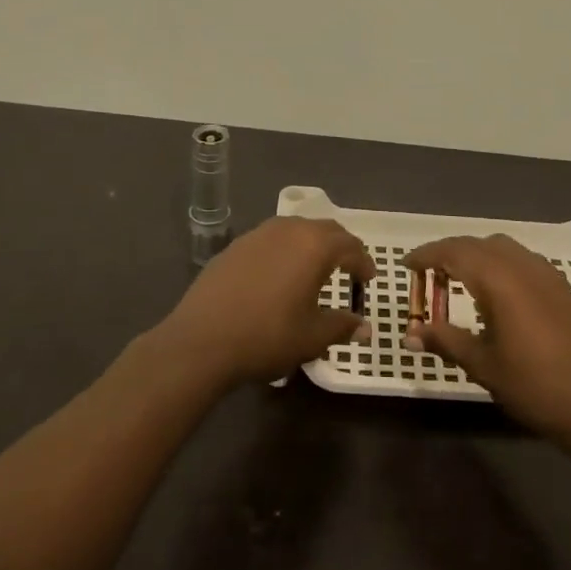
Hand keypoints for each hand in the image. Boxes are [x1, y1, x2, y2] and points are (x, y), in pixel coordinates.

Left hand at [163, 218, 372, 387]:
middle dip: (341, 247)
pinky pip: (272, 239)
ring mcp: (258, 234)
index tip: (369, 280)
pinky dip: (286, 250)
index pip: (350, 246)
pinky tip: (280, 274)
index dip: (364, 262)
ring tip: (315, 269)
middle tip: (349, 269)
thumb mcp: (312, 337)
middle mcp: (289, 230)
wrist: (201, 339)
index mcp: (314, 246)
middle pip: (325, 229)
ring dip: (312, 244)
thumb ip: (342, 326)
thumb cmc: (267, 336)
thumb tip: (364, 327)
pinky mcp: (236, 245)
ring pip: (296, 229)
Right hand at [406, 234, 570, 444]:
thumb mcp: (483, 365)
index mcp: (499, 280)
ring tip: (458, 278)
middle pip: (477, 244)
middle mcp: (522, 266)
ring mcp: (546, 274)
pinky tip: (496, 290)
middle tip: (427, 273)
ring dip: (475, 254)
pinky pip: (521, 258)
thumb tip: (411, 333)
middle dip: (448, 252)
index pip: (454, 252)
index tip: (407, 265)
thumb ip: (446, 341)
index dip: (427, 255)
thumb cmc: (535, 385)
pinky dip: (499, 262)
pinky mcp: (561, 287)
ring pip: (502, 246)